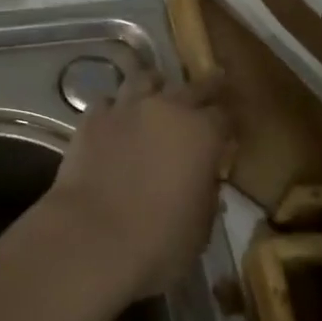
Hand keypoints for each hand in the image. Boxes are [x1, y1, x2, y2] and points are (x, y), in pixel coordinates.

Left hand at [44, 74, 232, 302]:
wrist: (93, 237)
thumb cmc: (159, 242)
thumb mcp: (200, 227)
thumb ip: (206, 193)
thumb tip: (204, 180)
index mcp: (202, 134)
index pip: (224, 116)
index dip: (228, 123)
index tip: (229, 130)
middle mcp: (167, 108)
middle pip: (192, 87)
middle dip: (204, 88)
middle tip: (211, 87)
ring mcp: (126, 107)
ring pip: (144, 79)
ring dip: (154, 85)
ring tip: (155, 91)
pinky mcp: (92, 117)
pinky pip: (108, 100)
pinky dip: (115, 107)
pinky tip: (115, 118)